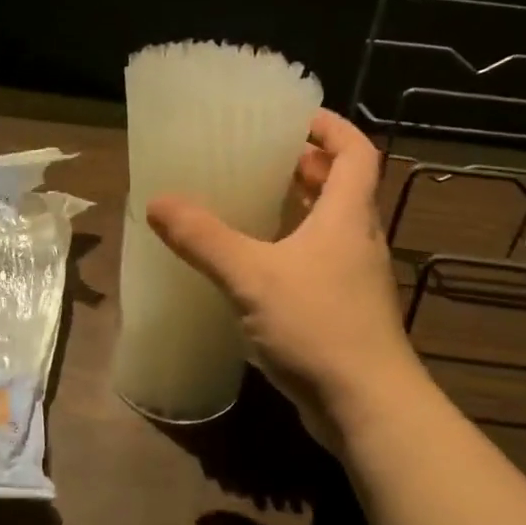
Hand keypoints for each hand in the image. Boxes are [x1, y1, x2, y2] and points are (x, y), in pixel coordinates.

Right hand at [147, 111, 424, 451]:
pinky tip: (258, 269)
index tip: (295, 118)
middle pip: (344, 188)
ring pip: (332, 230)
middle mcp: (359, 241)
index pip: (356, 152)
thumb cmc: (317, 327)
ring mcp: (356, 281)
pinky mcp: (346, 314)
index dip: (331, 128)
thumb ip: (204, 239)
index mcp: (348, 217)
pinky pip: (321, 265)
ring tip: (256, 205)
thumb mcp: (252, 276)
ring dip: (302, 211)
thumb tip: (158, 202)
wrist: (368, 406)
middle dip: (309, 168)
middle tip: (265, 159)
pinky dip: (295, 252)